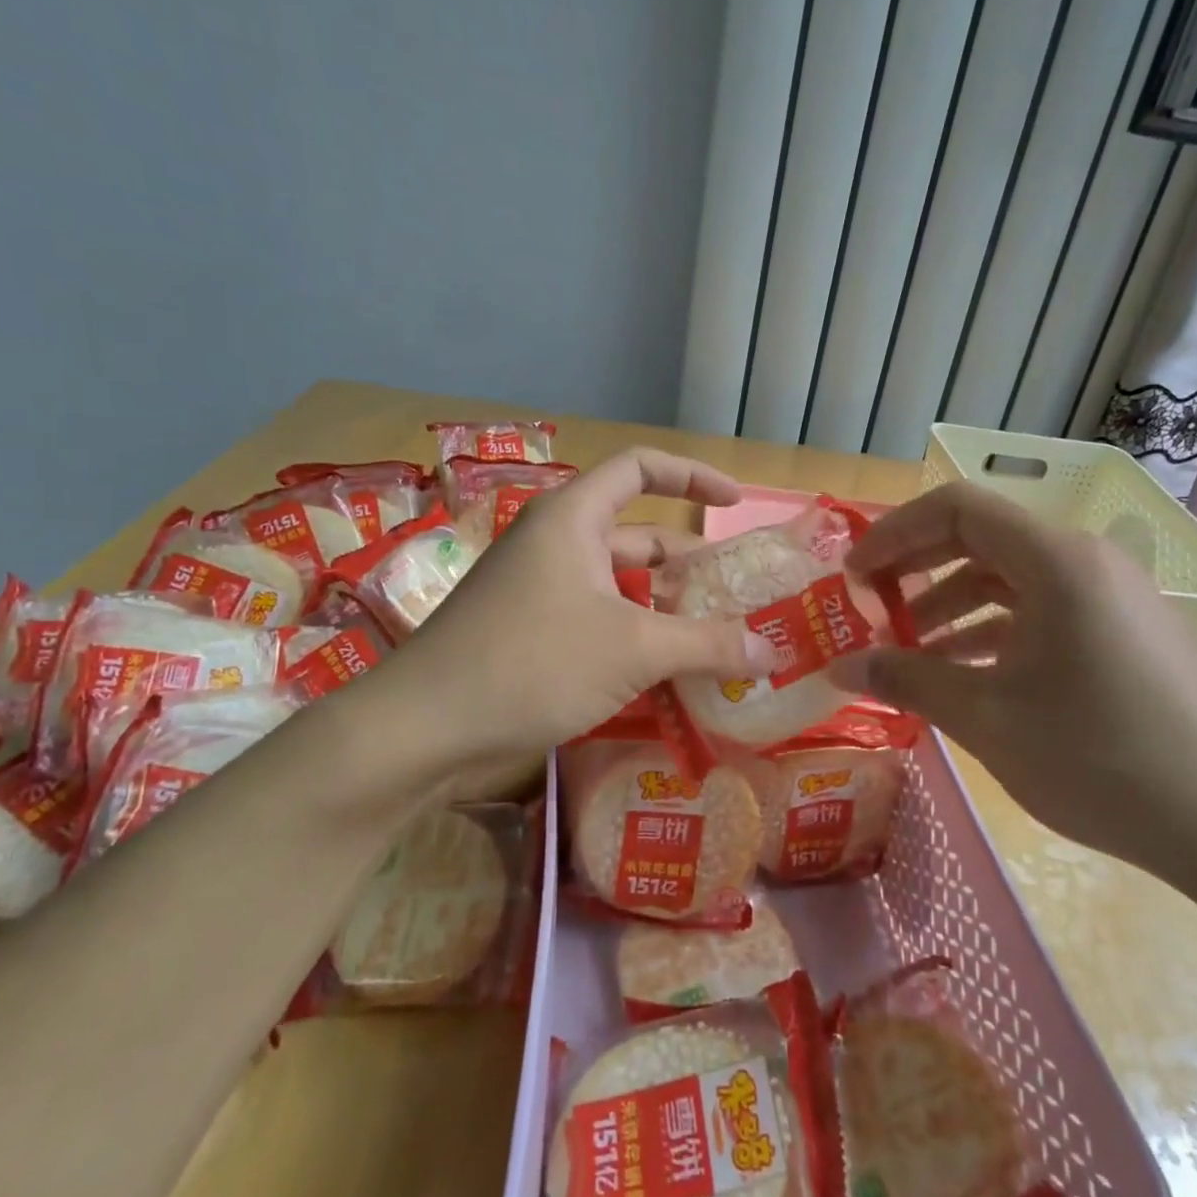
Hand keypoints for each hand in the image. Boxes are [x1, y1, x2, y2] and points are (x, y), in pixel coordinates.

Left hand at [383, 447, 772, 762]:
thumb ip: (707, 645)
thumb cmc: (533, 663)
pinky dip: (635, 638)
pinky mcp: (530, 632)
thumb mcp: (634, 649)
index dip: (692, 475)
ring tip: (716, 641)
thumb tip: (771, 652)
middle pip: (637, 535)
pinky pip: (598, 620)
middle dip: (689, 563)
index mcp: (573, 518)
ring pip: (619, 585)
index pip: (640, 468)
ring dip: (665, 608)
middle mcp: (555, 543)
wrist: (424, 728)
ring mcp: (539, 590)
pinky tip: (667, 674)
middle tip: (738, 596)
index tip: (735, 503)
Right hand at [832, 482, 1196, 911]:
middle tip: (870, 607)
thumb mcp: (986, 718)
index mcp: (1056, 561)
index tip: (854, 576)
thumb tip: (840, 668)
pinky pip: (1042, 610)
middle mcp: (1086, 561)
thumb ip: (907, 680)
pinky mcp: (1123, 632)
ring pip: (1011, 578)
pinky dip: (993, 630)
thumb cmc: (1099, 758)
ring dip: (951, 604)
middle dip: (917, 569)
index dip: (894, 534)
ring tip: (908, 649)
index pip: (956, 508)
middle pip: (982, 538)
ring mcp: (1111, 596)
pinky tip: (963, 672)